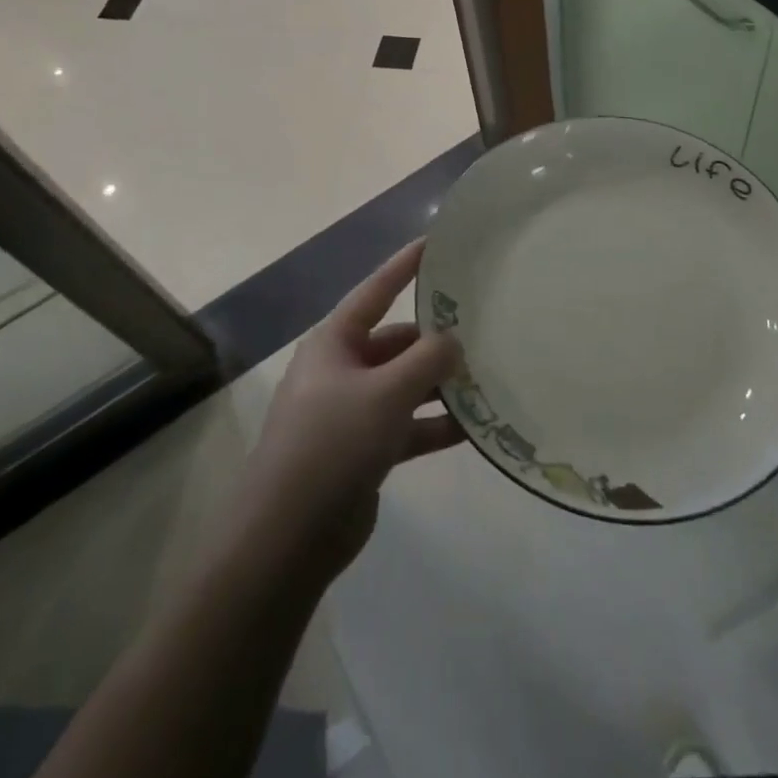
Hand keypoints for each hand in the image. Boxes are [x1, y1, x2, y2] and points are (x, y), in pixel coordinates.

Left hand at [234, 240, 464, 582]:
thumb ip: (427, 360)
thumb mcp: (386, 393)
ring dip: (440, 385)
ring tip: (488, 379)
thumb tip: (453, 342)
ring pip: (405, 385)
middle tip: (484, 332)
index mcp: (335, 342)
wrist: (288, 535)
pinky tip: (474, 427)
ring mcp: (352, 411)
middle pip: (397, 342)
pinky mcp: (364, 450)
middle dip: (436, 340)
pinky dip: (435, 424)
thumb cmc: (333, 443)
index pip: (375, 290)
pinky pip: (407, 424)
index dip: (405, 265)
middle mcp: (342, 369)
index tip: (435, 243)